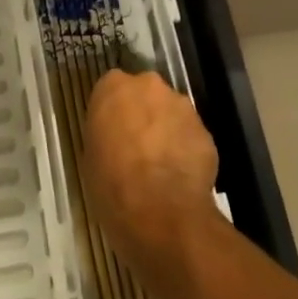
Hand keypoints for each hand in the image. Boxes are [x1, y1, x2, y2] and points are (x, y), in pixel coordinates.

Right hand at [82, 70, 219, 261]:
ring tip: (162, 166)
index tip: (113, 132)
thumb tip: (116, 139)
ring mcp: (180, 105)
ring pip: (171, 112)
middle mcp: (147, 86)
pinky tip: (181, 177)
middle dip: (143, 114)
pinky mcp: (205, 130)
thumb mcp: (91, 156)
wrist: (161, 212)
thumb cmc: (112, 185)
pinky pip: (190, 136)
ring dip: (166, 130)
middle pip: (145, 94)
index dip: (114, 112)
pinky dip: (186, 150)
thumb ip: (105, 134)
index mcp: (112, 87)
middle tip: (137, 146)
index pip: (111, 88)